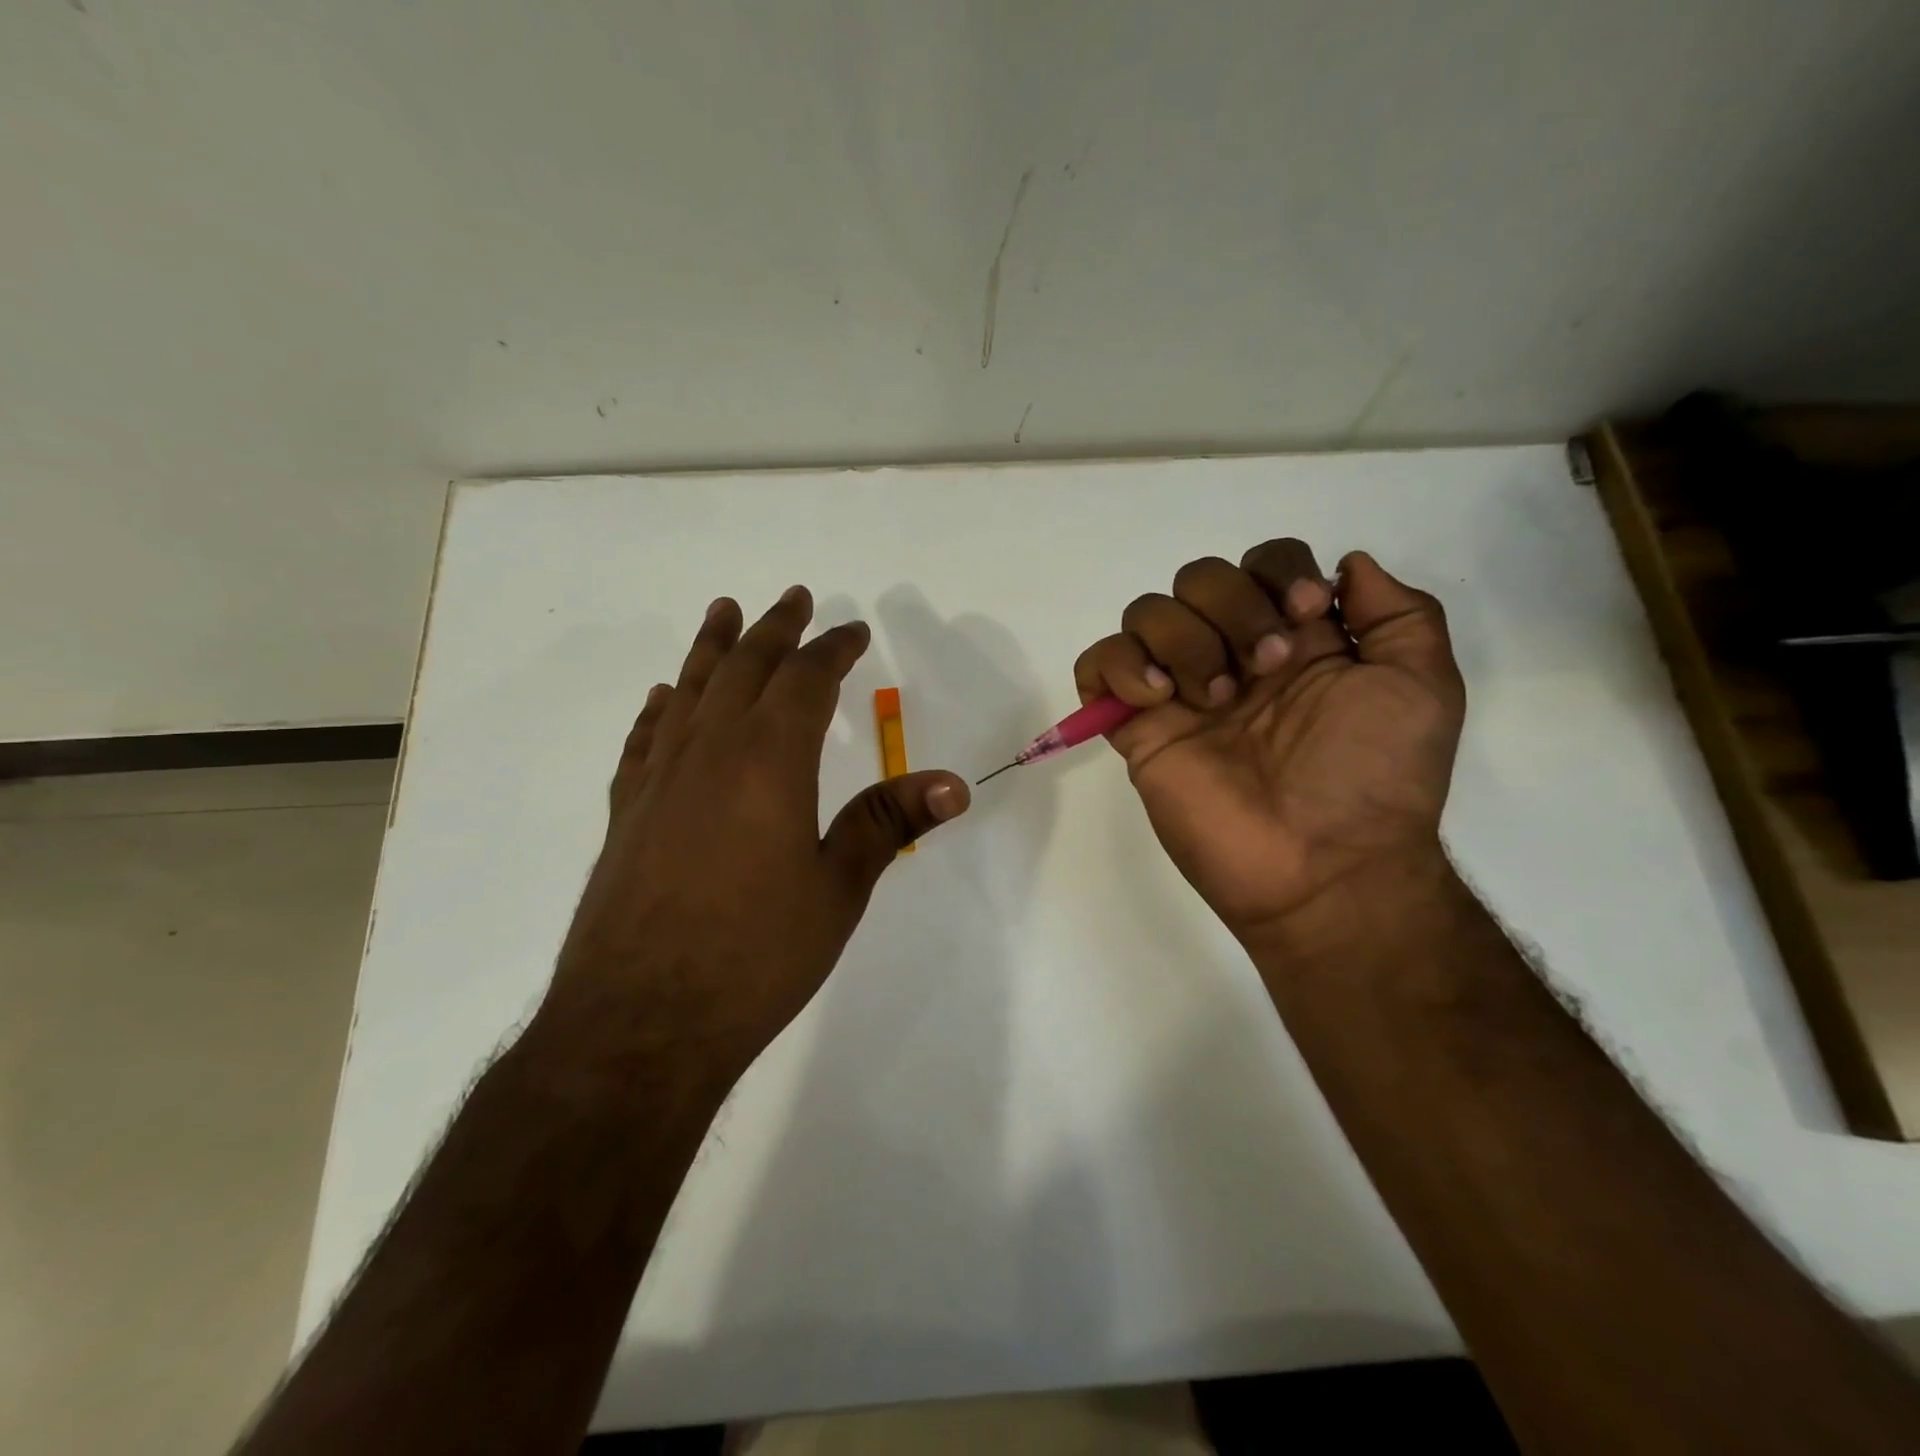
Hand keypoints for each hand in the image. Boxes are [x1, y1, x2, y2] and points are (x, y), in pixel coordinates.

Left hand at [546, 587, 969, 1095]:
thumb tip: (954, 783)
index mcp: (770, 760)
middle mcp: (711, 751)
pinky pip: (645, 739)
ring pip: (689, 690)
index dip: (833, 649)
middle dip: (774, 629)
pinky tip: (663, 698)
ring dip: (711, 648)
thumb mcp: (838, 889)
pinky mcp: (627, 812)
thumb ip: (888, 824)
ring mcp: (660, 778)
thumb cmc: (755, 955)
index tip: (853, 631)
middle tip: (793, 597)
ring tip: (724, 612)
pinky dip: (660, 709)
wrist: (640, 1022)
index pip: (806, 680)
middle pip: (744, 668)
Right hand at [1074, 540, 1463, 951]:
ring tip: (1215, 700)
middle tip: (1265, 669)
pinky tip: (1160, 700)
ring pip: (1147, 612)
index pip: (1263, 562)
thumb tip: (1348, 565)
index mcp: (1295, 639)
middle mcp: (1233, 654)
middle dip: (1232, 608)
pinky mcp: (1138, 728)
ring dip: (1184, 641)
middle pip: (1199, 577)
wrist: (1321, 866)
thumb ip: (1398, 612)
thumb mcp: (1423, 685)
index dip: (1278, 571)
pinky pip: (1097, 664)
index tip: (1305, 617)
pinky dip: (1120, 666)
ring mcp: (1180, 691)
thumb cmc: (1373, 778)